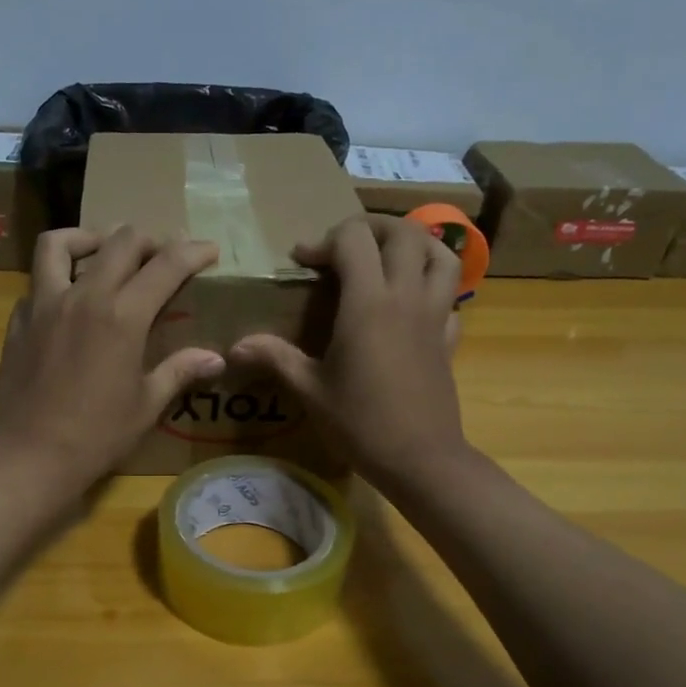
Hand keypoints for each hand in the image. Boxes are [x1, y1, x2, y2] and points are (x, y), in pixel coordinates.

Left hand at [0, 226, 223, 493]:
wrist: (29, 456)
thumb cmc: (96, 436)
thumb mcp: (146, 405)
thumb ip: (179, 371)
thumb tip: (216, 359)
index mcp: (122, 316)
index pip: (165, 265)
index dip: (192, 252)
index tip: (208, 250)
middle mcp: (84, 296)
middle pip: (119, 242)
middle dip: (149, 239)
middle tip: (163, 254)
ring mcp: (44, 304)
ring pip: (60, 244)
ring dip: (88, 238)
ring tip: (103, 252)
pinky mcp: (19, 320)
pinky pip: (38, 281)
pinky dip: (57, 277)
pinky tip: (69, 299)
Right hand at [230, 214, 466, 489]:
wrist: (420, 459)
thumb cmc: (360, 423)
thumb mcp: (310, 390)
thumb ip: (275, 358)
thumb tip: (235, 345)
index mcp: (368, 304)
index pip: (353, 240)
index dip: (324, 240)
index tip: (303, 261)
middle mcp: (406, 297)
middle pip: (402, 232)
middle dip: (370, 227)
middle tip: (344, 246)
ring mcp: (435, 315)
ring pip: (440, 253)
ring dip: (413, 243)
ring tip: (387, 256)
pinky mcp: (449, 337)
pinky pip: (451, 294)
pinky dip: (433, 284)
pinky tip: (413, 301)